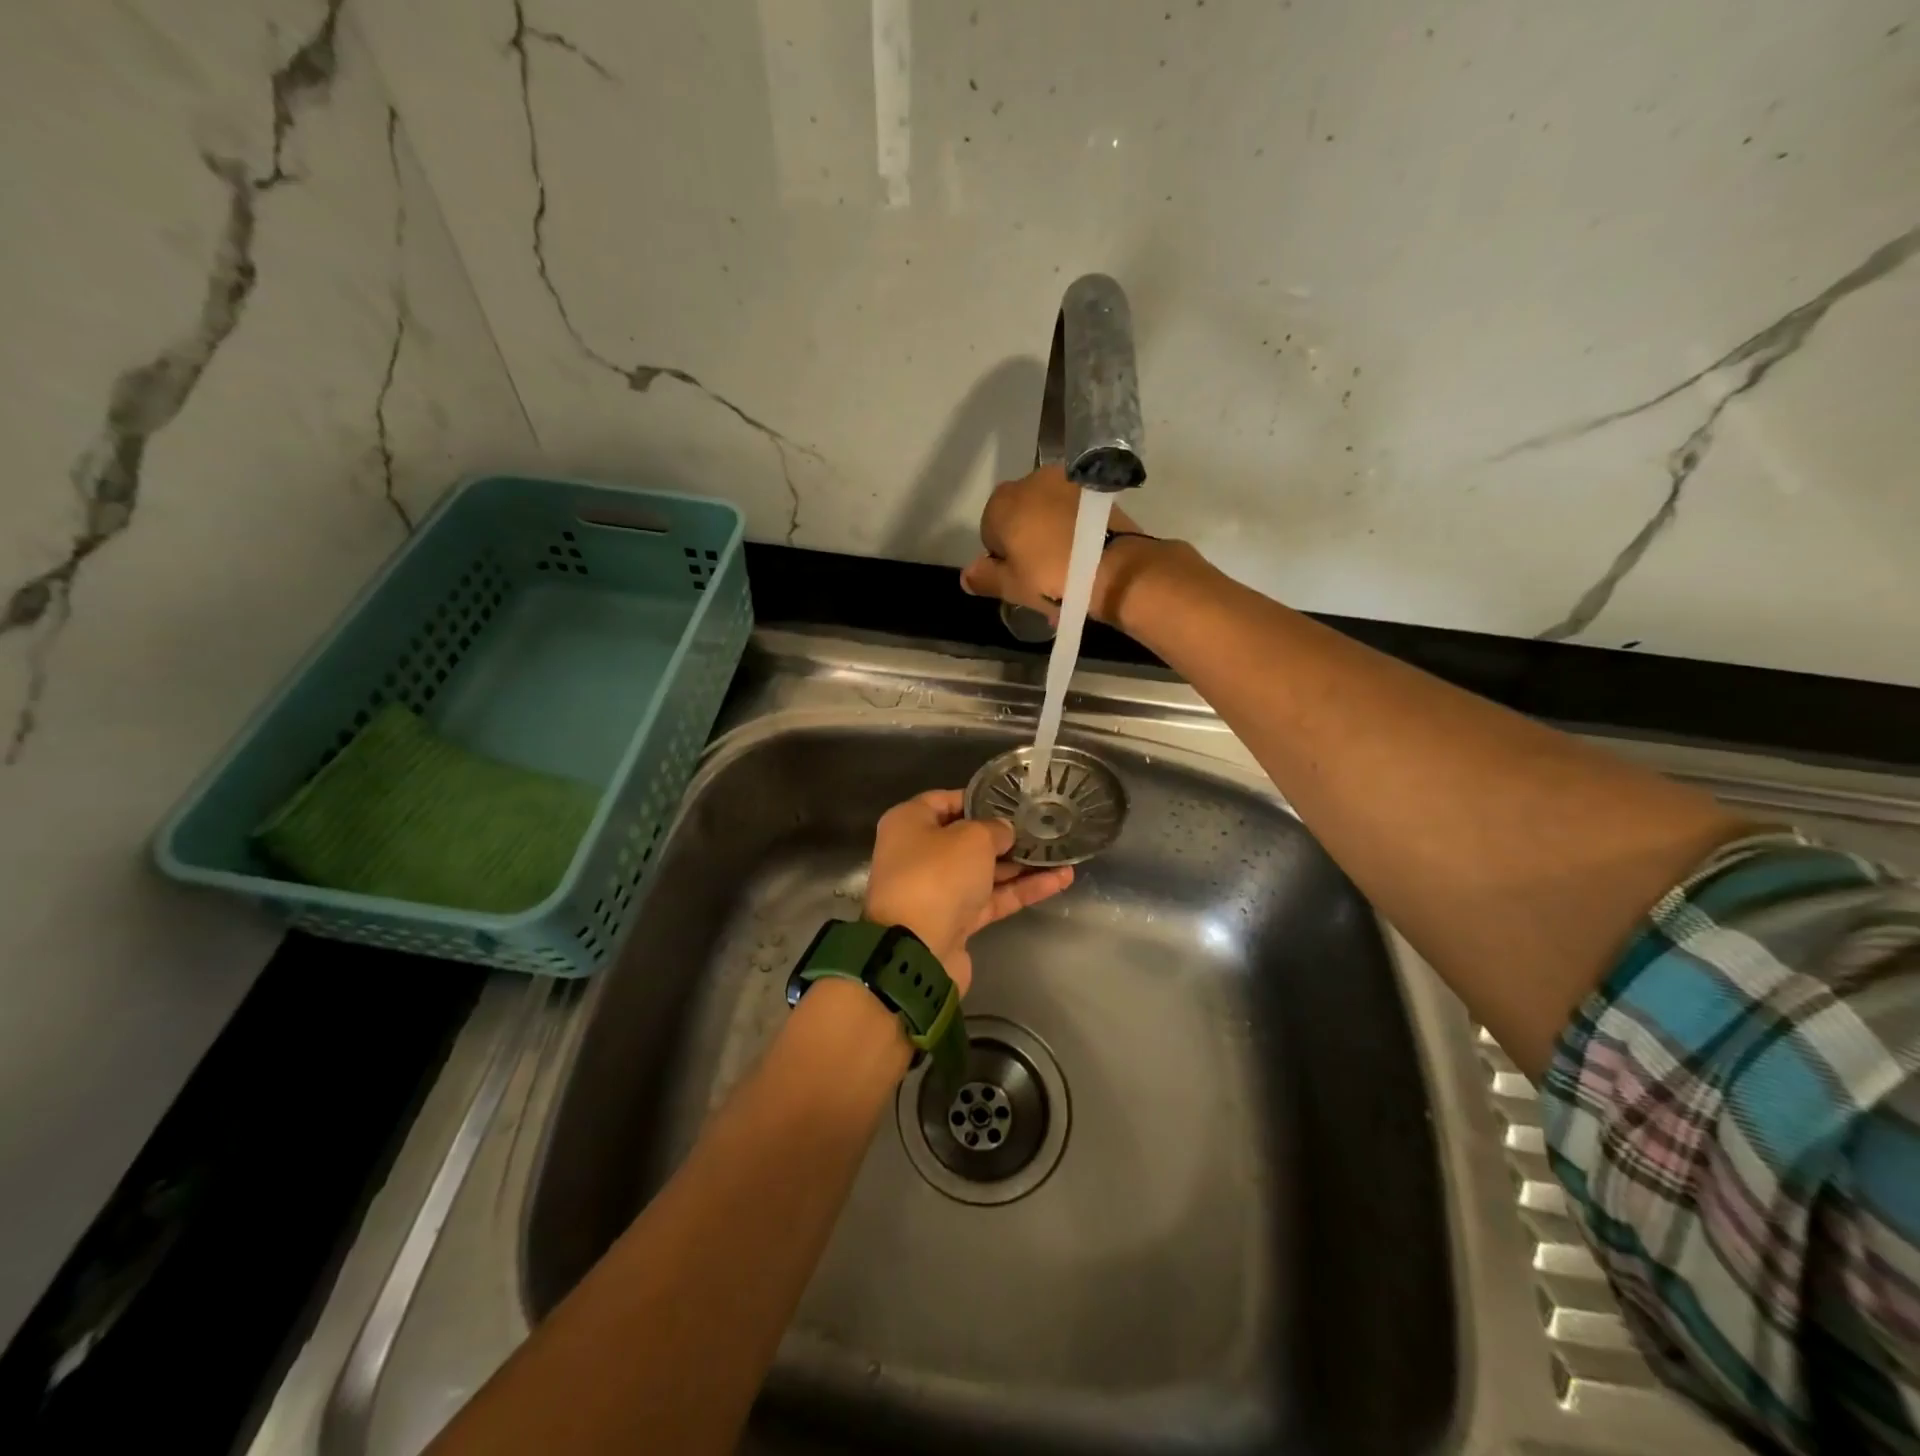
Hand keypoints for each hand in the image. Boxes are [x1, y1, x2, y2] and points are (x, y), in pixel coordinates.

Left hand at [863, 789, 1074, 994]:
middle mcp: (918, 854)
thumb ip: (994, 829)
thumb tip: (1003, 831)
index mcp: (909, 824)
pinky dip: (1022, 890)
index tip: (1013, 799)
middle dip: (1005, 835)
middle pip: (967, 838)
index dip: (979, 798)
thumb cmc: (937, 875)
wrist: (917, 951)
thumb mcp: (971, 838)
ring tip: (1061, 852)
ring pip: (984, 871)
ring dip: (1021, 864)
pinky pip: (992, 898)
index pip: (945, 800)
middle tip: (1043, 826)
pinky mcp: (956, 920)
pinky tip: (1059, 880)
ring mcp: (937, 890)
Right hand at [959, 465, 1152, 625]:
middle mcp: (1031, 481)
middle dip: (1025, 540)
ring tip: (1066, 567)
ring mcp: (1066, 482)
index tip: (1019, 577)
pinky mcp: (1095, 490)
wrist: (1116, 567)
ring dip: (1050, 533)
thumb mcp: (1012, 587)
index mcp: (1002, 502)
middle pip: (1019, 516)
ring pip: (1047, 512)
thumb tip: (967, 574)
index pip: (989, 531)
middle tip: (1042, 574)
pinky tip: (1083, 555)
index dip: (1001, 557)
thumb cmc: (1052, 578)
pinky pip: (1073, 512)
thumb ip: (985, 578)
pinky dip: (1074, 529)